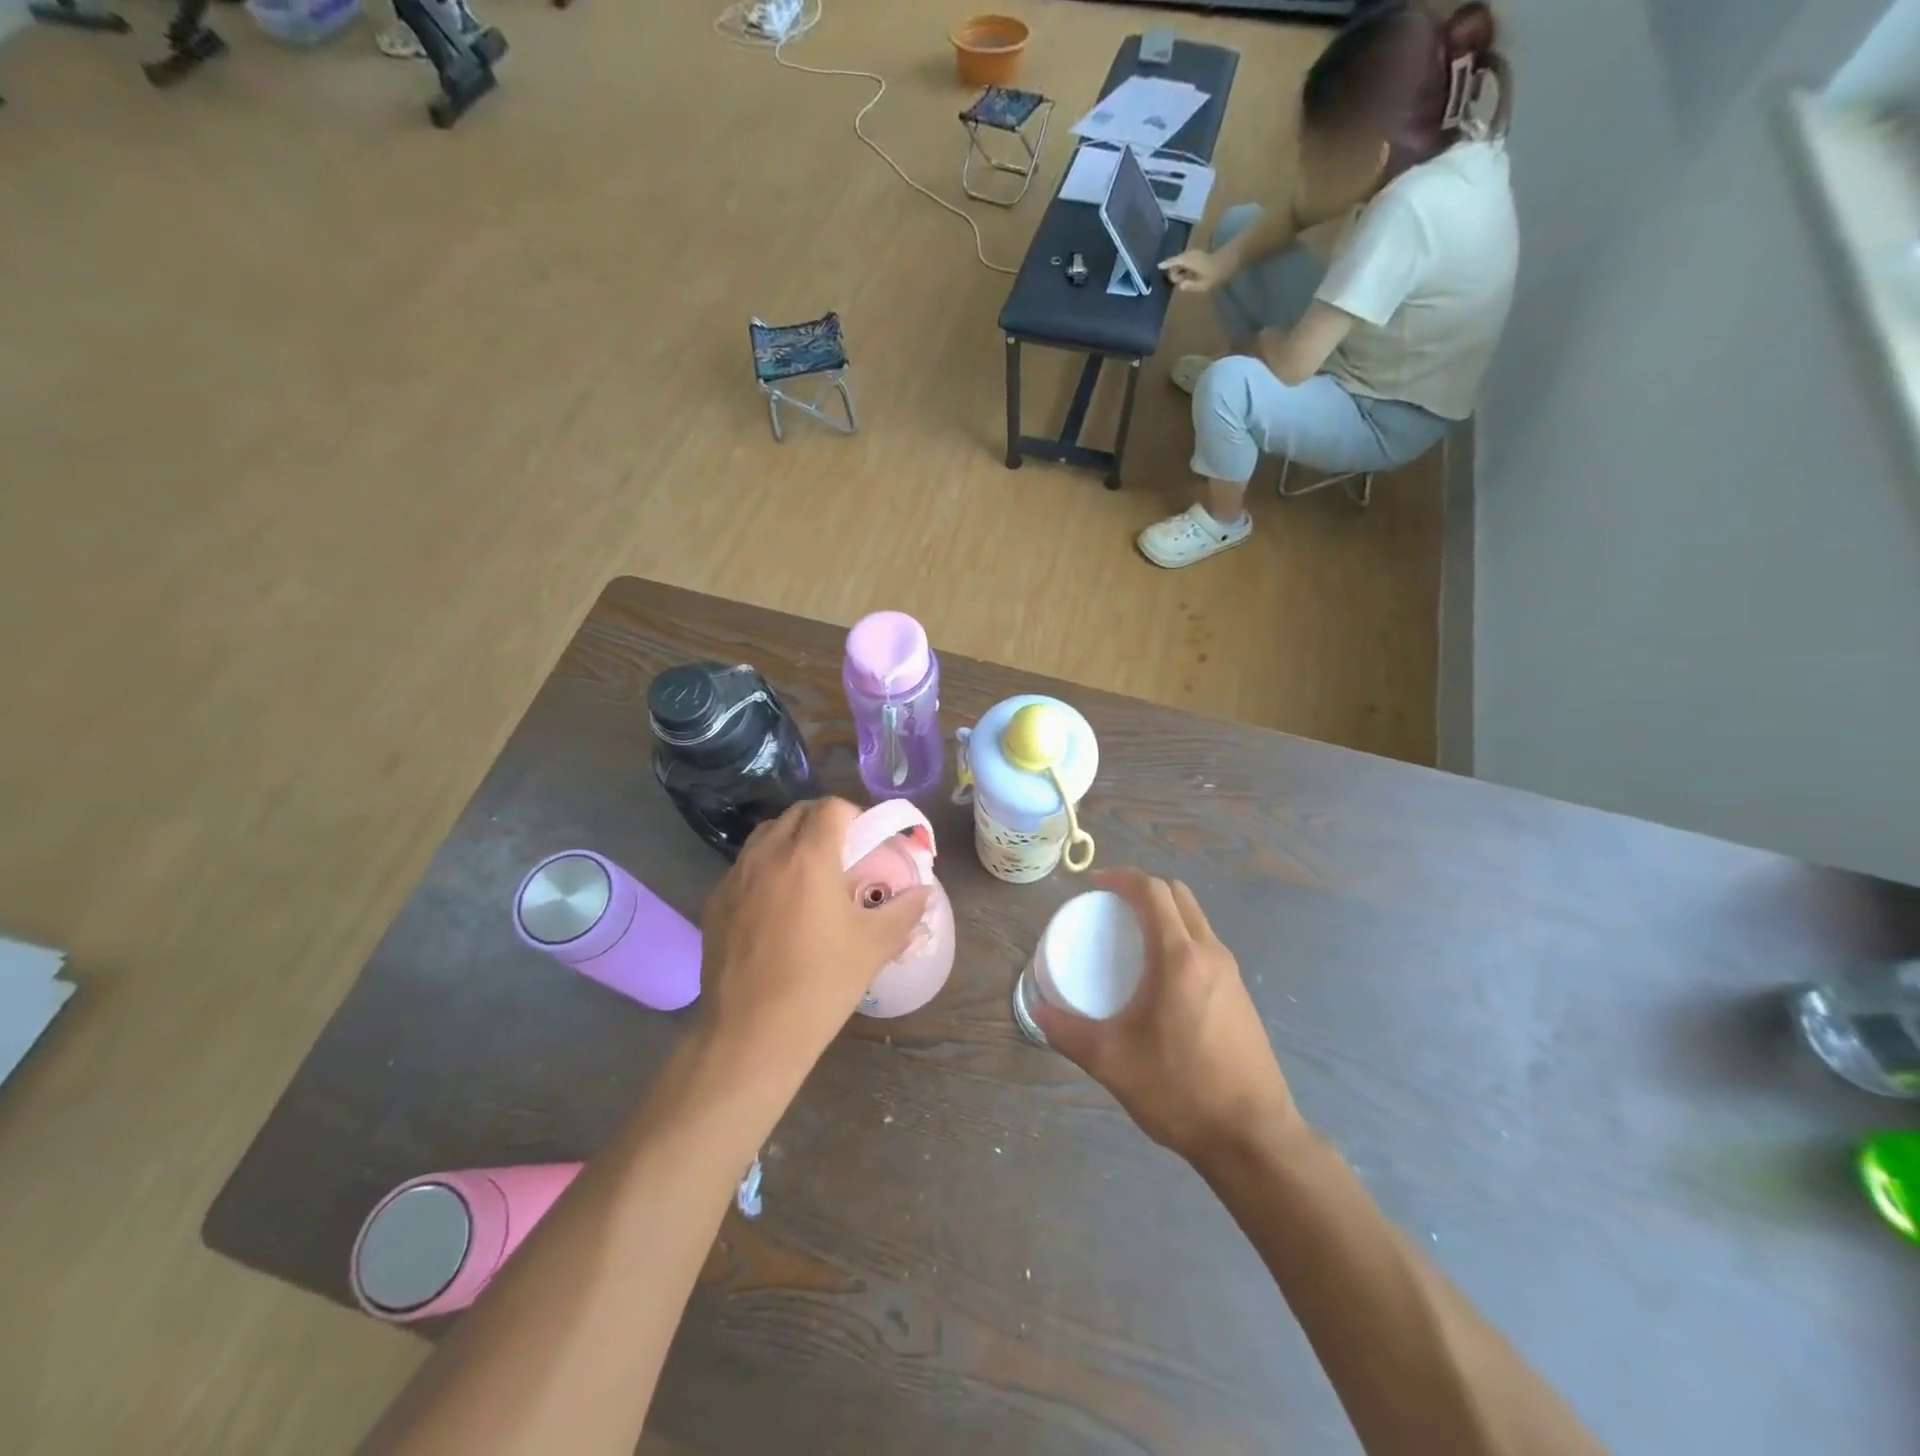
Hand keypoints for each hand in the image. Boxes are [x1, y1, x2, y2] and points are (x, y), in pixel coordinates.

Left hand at [698, 797, 929, 1076]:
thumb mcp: (873, 946)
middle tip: (842, 856)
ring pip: (765, 836)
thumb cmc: (820, 984)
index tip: (865, 842)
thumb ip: (904, 911)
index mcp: (809, 858)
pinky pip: (743, 868)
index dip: (853, 815)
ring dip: (790, 841)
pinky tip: (775, 908)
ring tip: (807, 876)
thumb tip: (924, 892)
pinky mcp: (714, 903)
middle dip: (823, 824)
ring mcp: (734, 878)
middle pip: (796, 814)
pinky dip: (764, 870)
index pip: (830, 807)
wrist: (751, 1034)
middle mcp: (767, 856)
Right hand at [1033, 868, 1301, 1165]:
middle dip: (1143, 888)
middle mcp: (1210, 953)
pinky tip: (1159, 975)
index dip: (1121, 878)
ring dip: (1164, 912)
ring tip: (1130, 936)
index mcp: (1180, 957)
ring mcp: (1232, 974)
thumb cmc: (1180, 1089)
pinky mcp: (1240, 995)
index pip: (1153, 891)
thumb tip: (1038, 1013)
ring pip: (1196, 919)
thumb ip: (1068, 1032)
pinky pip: (1206, 945)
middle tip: (1109, 905)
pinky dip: (1180, 937)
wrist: (1253, 1137)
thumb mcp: (1112, 1061)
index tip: (1093, 884)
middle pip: (1178, 895)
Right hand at [1159, 248, 1230, 292]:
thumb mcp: (1204, 283)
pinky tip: (1188, 275)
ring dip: (1179, 270)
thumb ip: (1191, 285)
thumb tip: (1181, 285)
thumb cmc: (1217, 272)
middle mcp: (1190, 255)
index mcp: (1189, 260)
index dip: (1166, 264)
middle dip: (1174, 272)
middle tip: (1180, 282)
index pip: (1174, 261)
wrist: (1232, 258)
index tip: (1158, 266)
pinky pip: (1187, 261)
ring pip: (1181, 261)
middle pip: (1176, 262)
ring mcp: (1195, 254)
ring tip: (1184, 280)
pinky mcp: (1199, 255)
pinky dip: (1184, 268)